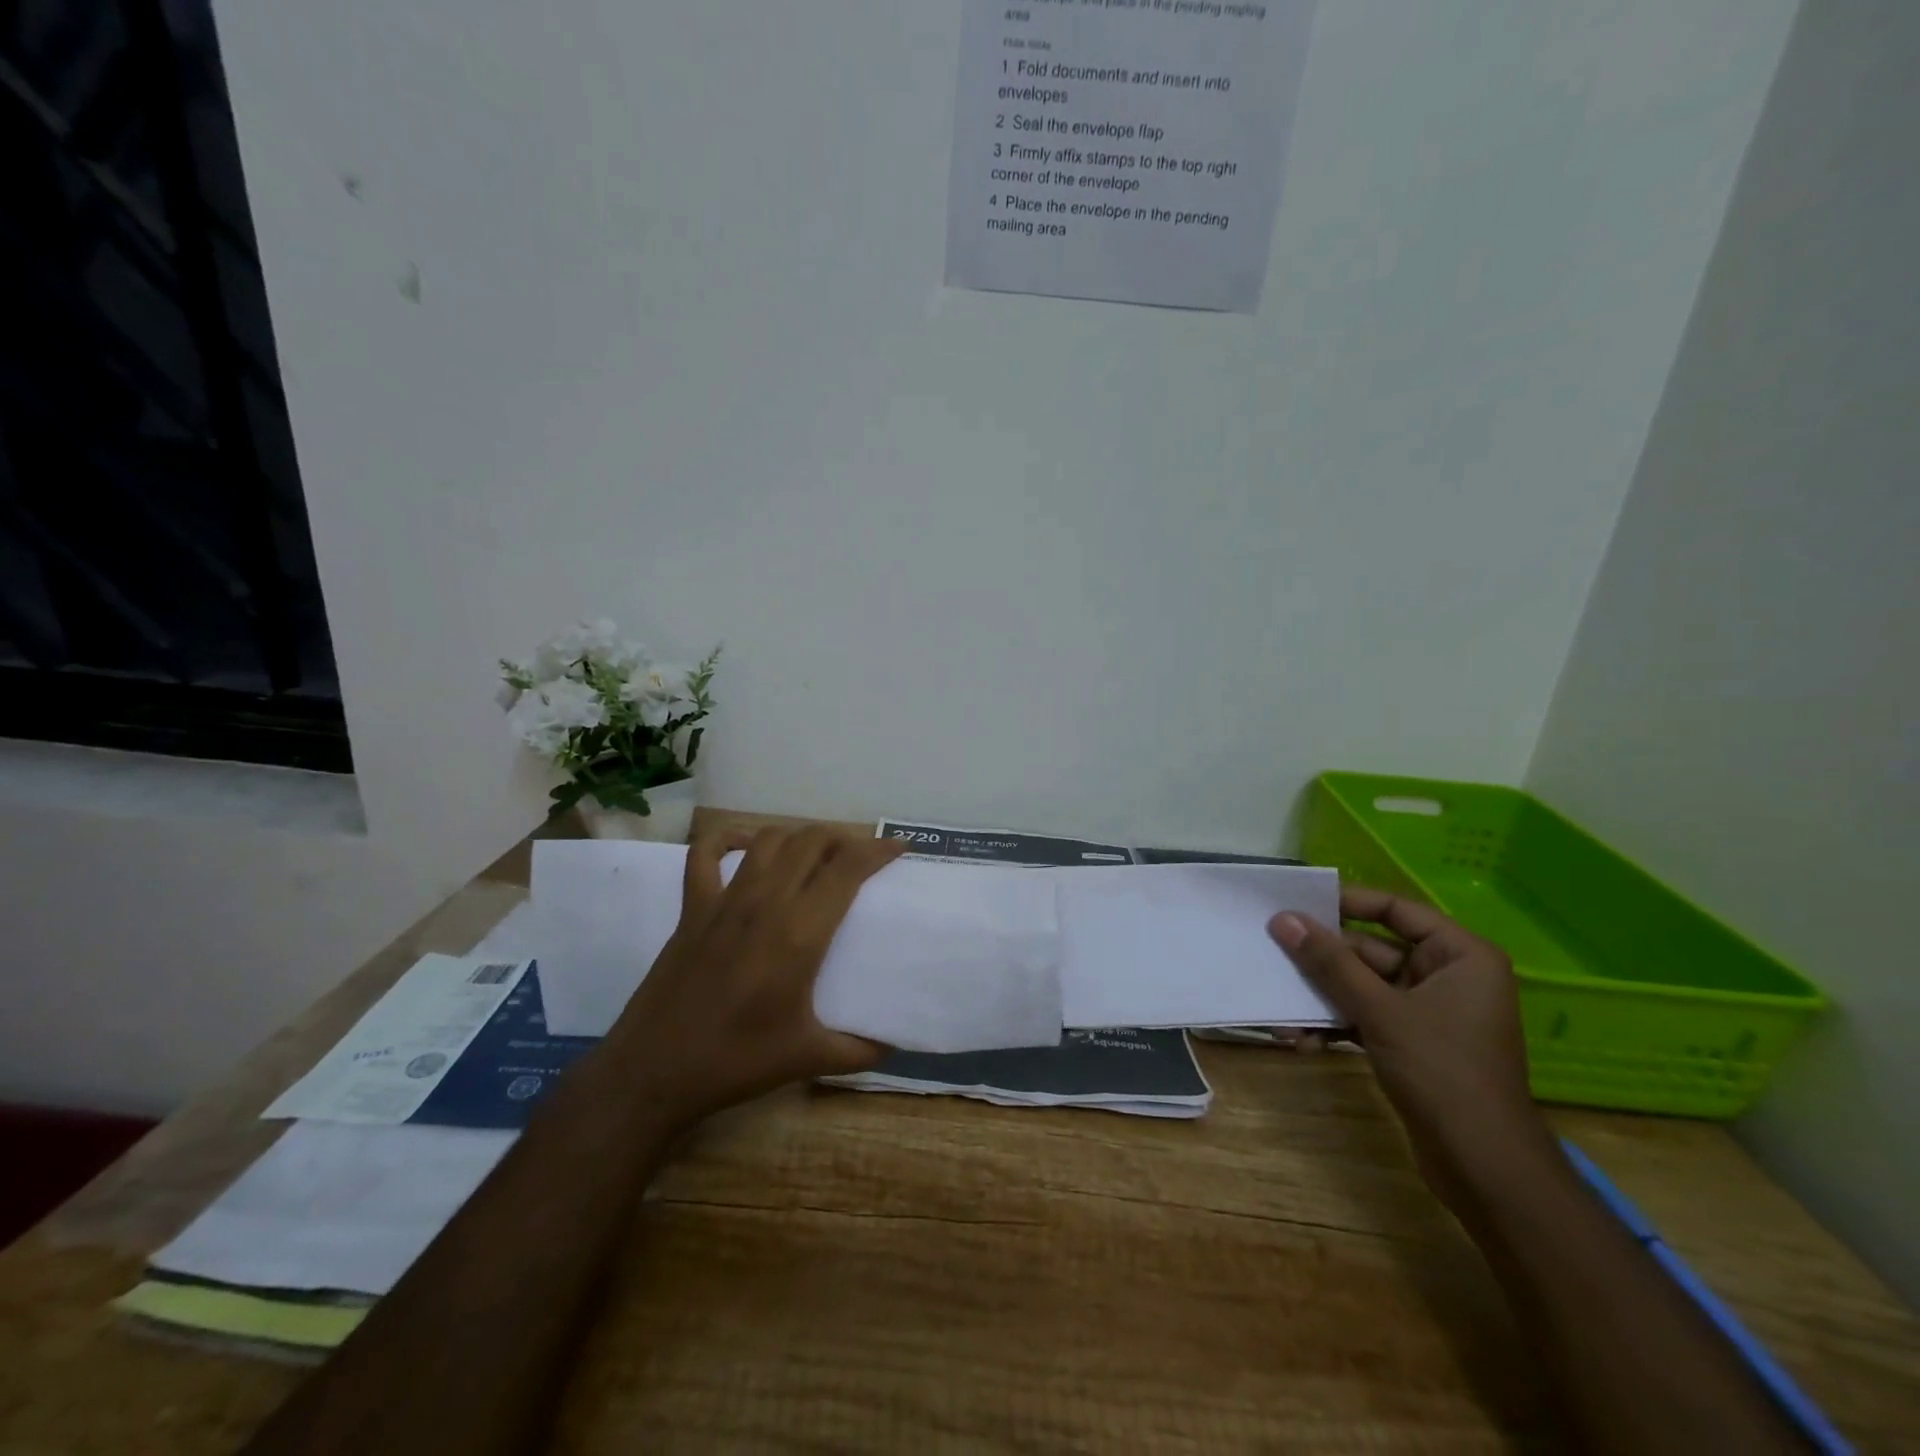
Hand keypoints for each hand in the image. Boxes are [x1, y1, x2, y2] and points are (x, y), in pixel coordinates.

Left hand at [612, 826, 905, 1123]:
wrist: (654, 1072)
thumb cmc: (736, 1062)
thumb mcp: (809, 1058)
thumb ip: (860, 1049)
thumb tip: (894, 1043)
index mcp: (799, 933)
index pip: (847, 868)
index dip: (877, 850)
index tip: (899, 849)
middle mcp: (765, 903)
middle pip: (811, 841)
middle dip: (843, 838)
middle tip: (861, 857)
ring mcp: (724, 900)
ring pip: (769, 840)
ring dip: (799, 837)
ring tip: (816, 853)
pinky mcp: (692, 908)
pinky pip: (705, 854)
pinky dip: (727, 838)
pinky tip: (746, 843)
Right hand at [1268, 887, 1553, 1207]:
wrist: (1484, 1167)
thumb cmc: (1442, 1071)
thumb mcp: (1380, 1010)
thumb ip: (1329, 962)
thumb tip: (1283, 920)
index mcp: (1460, 955)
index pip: (1395, 909)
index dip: (1346, 903)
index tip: (1297, 905)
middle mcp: (1448, 975)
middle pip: (1372, 950)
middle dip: (1323, 962)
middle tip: (1274, 956)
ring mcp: (1430, 1011)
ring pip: (1363, 986)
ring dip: (1323, 998)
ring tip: (1282, 1011)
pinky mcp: (1413, 1042)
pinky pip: (1367, 1017)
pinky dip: (1337, 1025)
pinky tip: (1302, 1041)